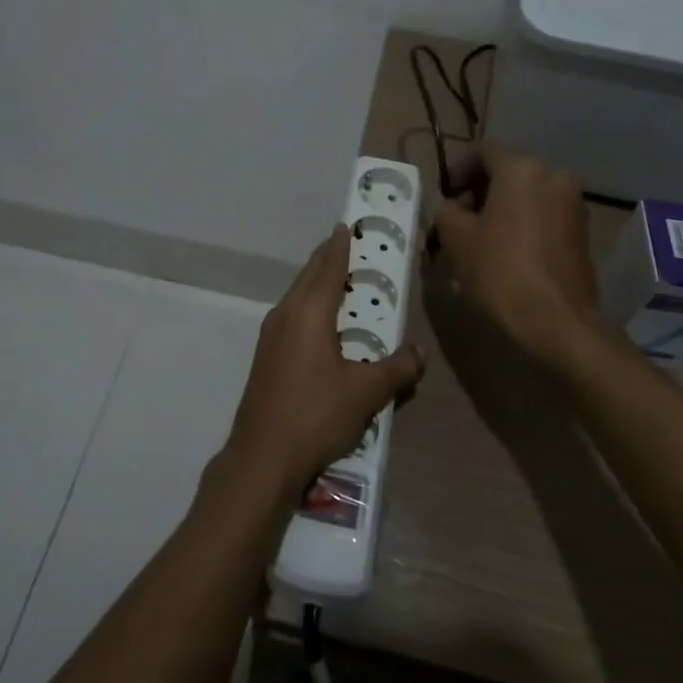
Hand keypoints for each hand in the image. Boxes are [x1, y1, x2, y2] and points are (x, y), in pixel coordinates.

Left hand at [221, 226, 423, 499]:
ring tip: (339, 281)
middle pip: (308, 276)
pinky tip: (322, 325)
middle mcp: (285, 314)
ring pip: (297, 296)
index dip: (340, 245)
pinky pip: (292, 316)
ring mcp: (271, 336)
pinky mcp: (266, 357)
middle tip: (348, 246)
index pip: (328, 266)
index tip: (347, 225)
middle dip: (328, 259)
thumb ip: (397, 368)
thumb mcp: (366, 392)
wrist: (262, 456)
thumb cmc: (316, 414)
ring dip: (317, 283)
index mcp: (309, 312)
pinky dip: (309, 306)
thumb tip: (419, 352)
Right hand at [430, 146, 611, 371]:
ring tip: (477, 239)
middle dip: (478, 191)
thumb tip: (451, 207)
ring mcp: (573, 204)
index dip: (456, 169)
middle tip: (456, 219)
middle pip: (507, 172)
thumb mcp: (456, 239)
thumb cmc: (499, 271)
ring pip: (526, 194)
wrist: (556, 321)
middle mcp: (554, 176)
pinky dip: (521, 223)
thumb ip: (446, 211)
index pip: (482, 151)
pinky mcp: (581, 231)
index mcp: (522, 169)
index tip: (443, 194)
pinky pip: (543, 214)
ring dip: (500, 208)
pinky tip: (504, 251)